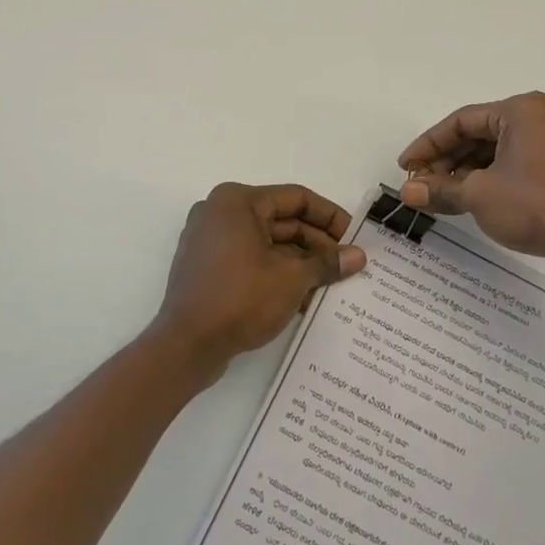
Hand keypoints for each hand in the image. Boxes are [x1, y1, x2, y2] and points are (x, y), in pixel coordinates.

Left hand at [150, 183, 365, 381]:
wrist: (186, 346)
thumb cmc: (240, 299)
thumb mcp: (292, 279)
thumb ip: (327, 263)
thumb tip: (358, 256)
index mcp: (238, 201)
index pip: (296, 198)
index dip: (330, 217)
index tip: (354, 238)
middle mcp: (220, 213)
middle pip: (282, 221)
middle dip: (317, 245)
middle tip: (347, 267)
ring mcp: (210, 241)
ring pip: (267, 243)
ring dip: (300, 262)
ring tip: (331, 285)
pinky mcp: (207, 268)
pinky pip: (250, 261)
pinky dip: (276, 273)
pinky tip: (303, 298)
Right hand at [398, 92, 544, 269]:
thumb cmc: (535, 206)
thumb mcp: (479, 195)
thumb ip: (440, 189)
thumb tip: (406, 194)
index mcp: (522, 110)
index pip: (462, 120)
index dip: (428, 144)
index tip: (405, 167)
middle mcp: (540, 118)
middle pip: (478, 134)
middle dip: (446, 160)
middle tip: (420, 184)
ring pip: (495, 151)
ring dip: (465, 172)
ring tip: (439, 195)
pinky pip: (514, 164)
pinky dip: (488, 178)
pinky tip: (468, 198)